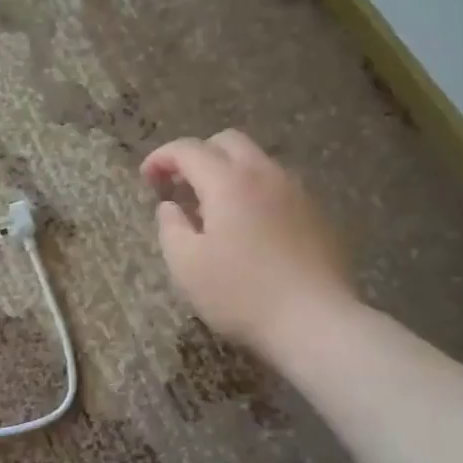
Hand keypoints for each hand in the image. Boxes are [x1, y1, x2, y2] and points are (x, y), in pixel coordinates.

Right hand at [141, 130, 351, 355]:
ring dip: (227, 172)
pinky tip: (248, 227)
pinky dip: (253, 192)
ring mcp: (296, 191)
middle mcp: (265, 174)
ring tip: (212, 209)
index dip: (161, 157)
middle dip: (197, 156)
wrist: (315, 320)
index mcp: (228, 182)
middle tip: (179, 187)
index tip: (146, 178)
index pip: (188, 150)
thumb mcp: (186, 265)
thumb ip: (170, 227)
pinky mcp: (316, 213)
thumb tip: (171, 206)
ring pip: (256, 162)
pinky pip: (277, 186)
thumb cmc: (241, 294)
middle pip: (227, 142)